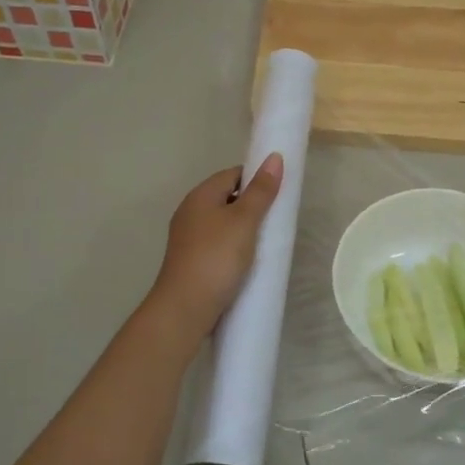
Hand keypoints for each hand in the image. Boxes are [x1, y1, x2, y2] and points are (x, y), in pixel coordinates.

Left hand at [148, 154, 283, 340]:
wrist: (185, 308)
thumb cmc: (216, 258)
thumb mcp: (244, 221)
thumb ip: (260, 191)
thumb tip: (275, 157)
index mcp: (200, 196)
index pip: (232, 174)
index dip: (256, 178)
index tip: (279, 193)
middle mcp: (190, 212)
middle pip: (227, 198)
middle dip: (252, 206)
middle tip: (277, 220)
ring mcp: (188, 239)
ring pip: (223, 224)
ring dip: (244, 230)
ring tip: (267, 242)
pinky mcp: (192, 261)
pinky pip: (218, 245)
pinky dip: (234, 248)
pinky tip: (248, 262)